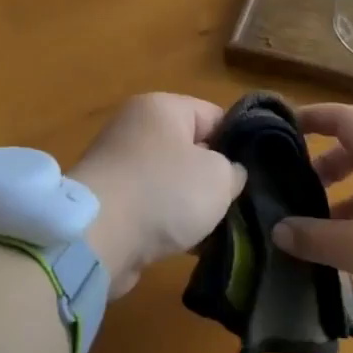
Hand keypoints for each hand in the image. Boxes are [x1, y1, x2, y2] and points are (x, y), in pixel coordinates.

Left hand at [70, 94, 246, 297]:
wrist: (97, 238)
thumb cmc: (165, 192)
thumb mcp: (219, 176)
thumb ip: (233, 170)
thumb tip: (227, 175)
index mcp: (161, 107)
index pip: (215, 116)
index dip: (239, 143)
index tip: (255, 173)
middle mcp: (135, 129)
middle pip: (191, 150)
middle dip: (214, 178)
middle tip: (236, 203)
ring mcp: (119, 167)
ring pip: (172, 183)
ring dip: (192, 206)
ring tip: (217, 229)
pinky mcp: (109, 203)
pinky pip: (151, 208)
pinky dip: (169, 223)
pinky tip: (190, 245)